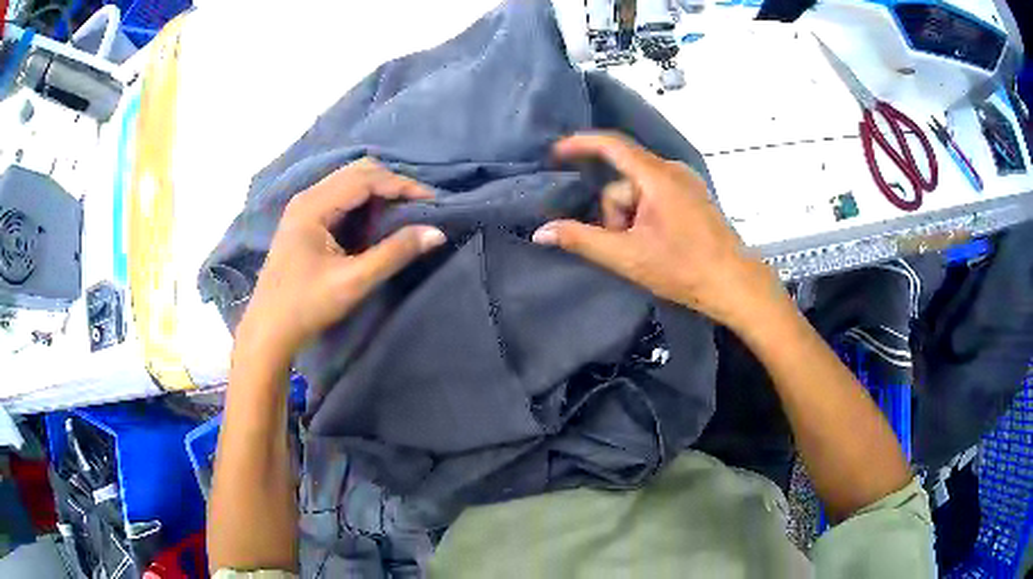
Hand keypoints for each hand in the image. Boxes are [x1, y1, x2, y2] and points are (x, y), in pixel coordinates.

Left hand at [235, 158, 445, 365]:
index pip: (366, 178)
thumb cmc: (306, 306)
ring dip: (379, 192)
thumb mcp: (354, 282)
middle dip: (392, 184)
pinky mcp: (304, 222)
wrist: (268, 331)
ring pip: (349, 183)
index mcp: (314, 205)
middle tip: (420, 206)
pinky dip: (364, 203)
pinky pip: (341, 198)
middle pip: (358, 172)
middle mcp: (308, 197)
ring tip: (405, 212)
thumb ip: (394, 253)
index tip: (434, 202)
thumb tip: (437, 232)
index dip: (402, 185)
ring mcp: (303, 208)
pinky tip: (377, 221)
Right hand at [533, 133, 785, 331]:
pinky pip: (656, 195)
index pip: (612, 145)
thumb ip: (581, 240)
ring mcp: (686, 183)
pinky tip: (655, 241)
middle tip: (623, 245)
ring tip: (642, 249)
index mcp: (657, 177)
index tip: (555, 153)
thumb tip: (541, 232)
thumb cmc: (683, 268)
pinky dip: (644, 215)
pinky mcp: (693, 197)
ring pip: (639, 191)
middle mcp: (672, 171)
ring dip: (630, 217)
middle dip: (614, 211)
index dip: (580, 144)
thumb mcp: (627, 256)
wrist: (733, 283)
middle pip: (623, 180)